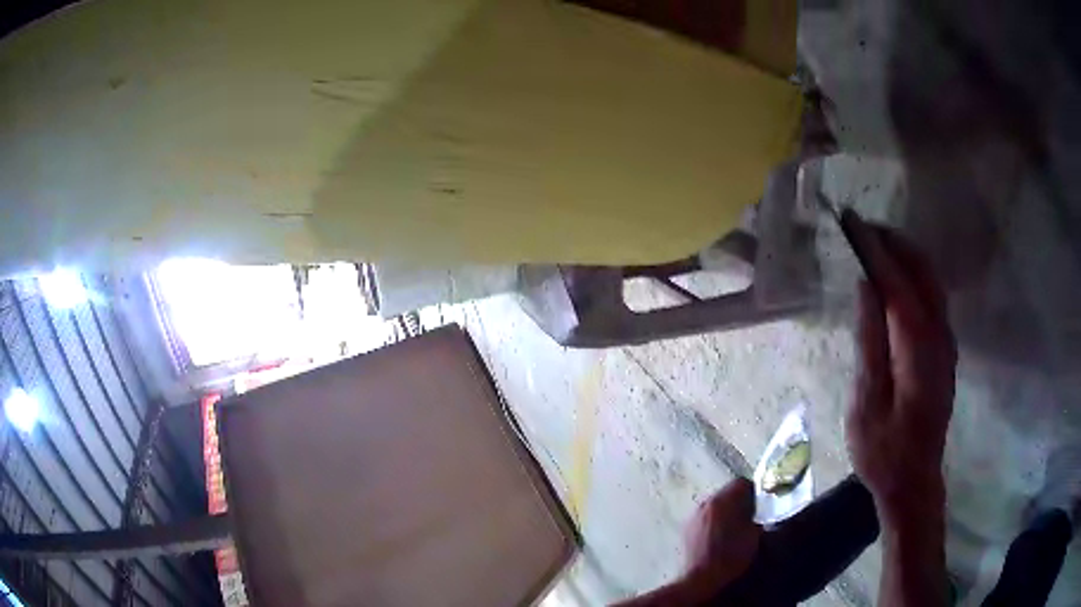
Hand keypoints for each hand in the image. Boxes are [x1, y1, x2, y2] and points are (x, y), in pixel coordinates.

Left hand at [683, 478, 760, 590]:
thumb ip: (756, 515)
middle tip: (752, 514)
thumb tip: (759, 508)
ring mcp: (693, 515)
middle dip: (740, 499)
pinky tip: (720, 534)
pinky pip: (706, 515)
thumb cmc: (730, 556)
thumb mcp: (753, 535)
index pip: (741, 482)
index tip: (762, 502)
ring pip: (716, 503)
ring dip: (727, 509)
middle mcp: (705, 503)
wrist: (700, 578)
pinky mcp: (687, 527)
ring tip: (736, 525)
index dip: (754, 490)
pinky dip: (715, 519)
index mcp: (722, 501)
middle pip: (727, 492)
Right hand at [844, 216, 956, 521]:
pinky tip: (898, 275)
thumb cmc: (884, 452)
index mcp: (918, 352)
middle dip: (894, 243)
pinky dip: (915, 274)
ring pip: (932, 281)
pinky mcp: (945, 350)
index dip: (877, 251)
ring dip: (906, 254)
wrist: (914, 480)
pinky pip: (933, 296)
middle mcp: (939, 338)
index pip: (899, 285)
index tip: (853, 223)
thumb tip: (866, 288)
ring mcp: (946, 343)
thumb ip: (870, 343)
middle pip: (923, 273)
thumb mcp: (867, 404)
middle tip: (861, 226)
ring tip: (875, 241)